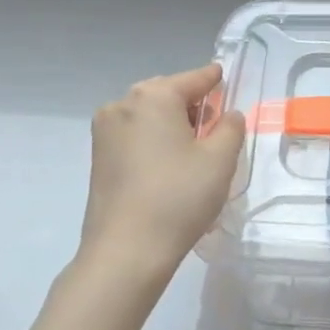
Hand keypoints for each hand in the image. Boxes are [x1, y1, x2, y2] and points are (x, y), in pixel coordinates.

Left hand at [79, 63, 245, 271]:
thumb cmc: (179, 197)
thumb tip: (228, 115)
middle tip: (215, 124)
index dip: (214, 79)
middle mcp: (123, 104)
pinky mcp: (98, 157)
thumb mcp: (220, 159)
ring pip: (148, 114)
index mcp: (154, 96)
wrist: (126, 251)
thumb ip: (231, 127)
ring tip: (194, 148)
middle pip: (167, 93)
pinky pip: (134, 134)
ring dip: (172, 122)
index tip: (225, 77)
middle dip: (192, 103)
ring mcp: (105, 131)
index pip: (194, 78)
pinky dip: (154, 139)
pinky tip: (169, 163)